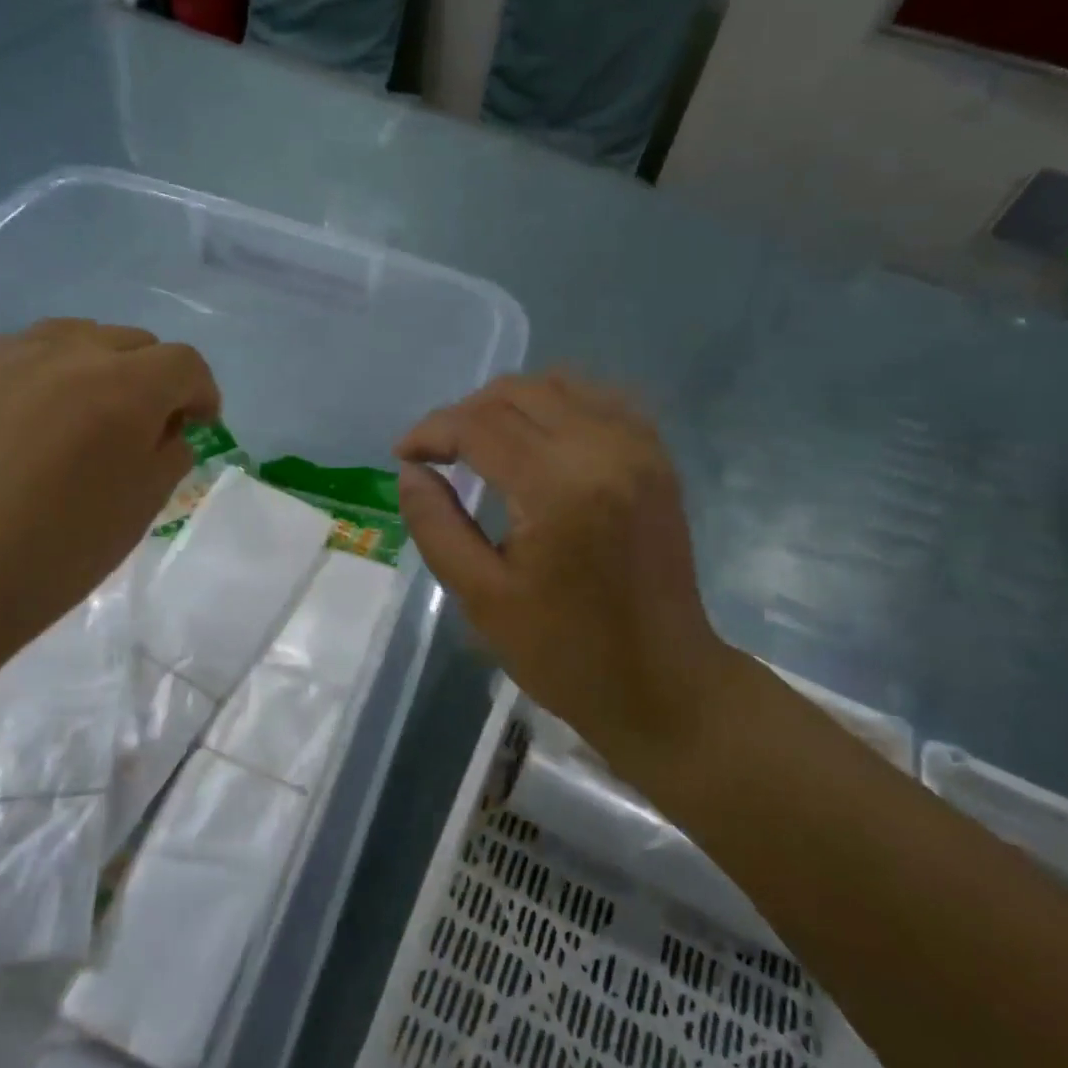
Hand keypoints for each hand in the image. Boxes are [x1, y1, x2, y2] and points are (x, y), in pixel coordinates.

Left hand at [0, 319, 217, 688]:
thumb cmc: (56, 553)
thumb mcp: (142, 508)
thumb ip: (169, 454)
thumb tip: (165, 430)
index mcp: (123, 386)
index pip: (184, 362)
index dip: (201, 392)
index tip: (197, 425)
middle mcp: (64, 352)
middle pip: (130, 341)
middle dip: (150, 377)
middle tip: (138, 426)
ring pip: (69, 338)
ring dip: (92, 369)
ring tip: (76, 419)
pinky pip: (11, 358)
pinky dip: (35, 381)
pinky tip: (14, 431)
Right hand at [396, 372, 727, 769]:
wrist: (664, 684)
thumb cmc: (566, 653)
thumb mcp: (482, 597)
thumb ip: (436, 525)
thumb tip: (410, 470)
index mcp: (559, 488)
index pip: (480, 425)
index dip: (432, 431)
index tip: (404, 454)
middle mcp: (605, 448)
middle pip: (516, 393)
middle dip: (464, 414)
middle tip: (437, 454)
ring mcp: (639, 447)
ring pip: (557, 384)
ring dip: (507, 404)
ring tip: (479, 444)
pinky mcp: (656, 457)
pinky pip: (597, 399)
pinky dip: (555, 405)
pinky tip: (535, 438)